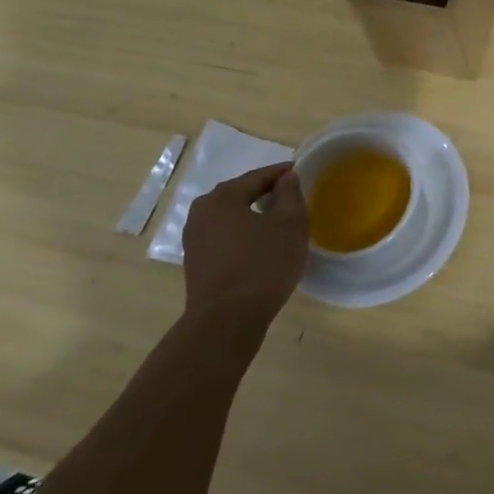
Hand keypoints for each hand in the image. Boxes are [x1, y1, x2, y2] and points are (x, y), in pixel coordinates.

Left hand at [180, 163, 308, 321]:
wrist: (226, 321)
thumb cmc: (263, 265)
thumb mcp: (290, 224)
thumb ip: (290, 194)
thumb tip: (286, 178)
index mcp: (222, 198)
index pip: (257, 176)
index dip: (281, 173)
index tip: (299, 172)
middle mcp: (201, 213)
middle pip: (239, 194)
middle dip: (264, 192)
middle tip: (289, 196)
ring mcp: (194, 239)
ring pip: (229, 216)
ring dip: (251, 214)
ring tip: (276, 221)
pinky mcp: (196, 262)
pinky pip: (223, 236)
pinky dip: (242, 233)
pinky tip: (258, 245)